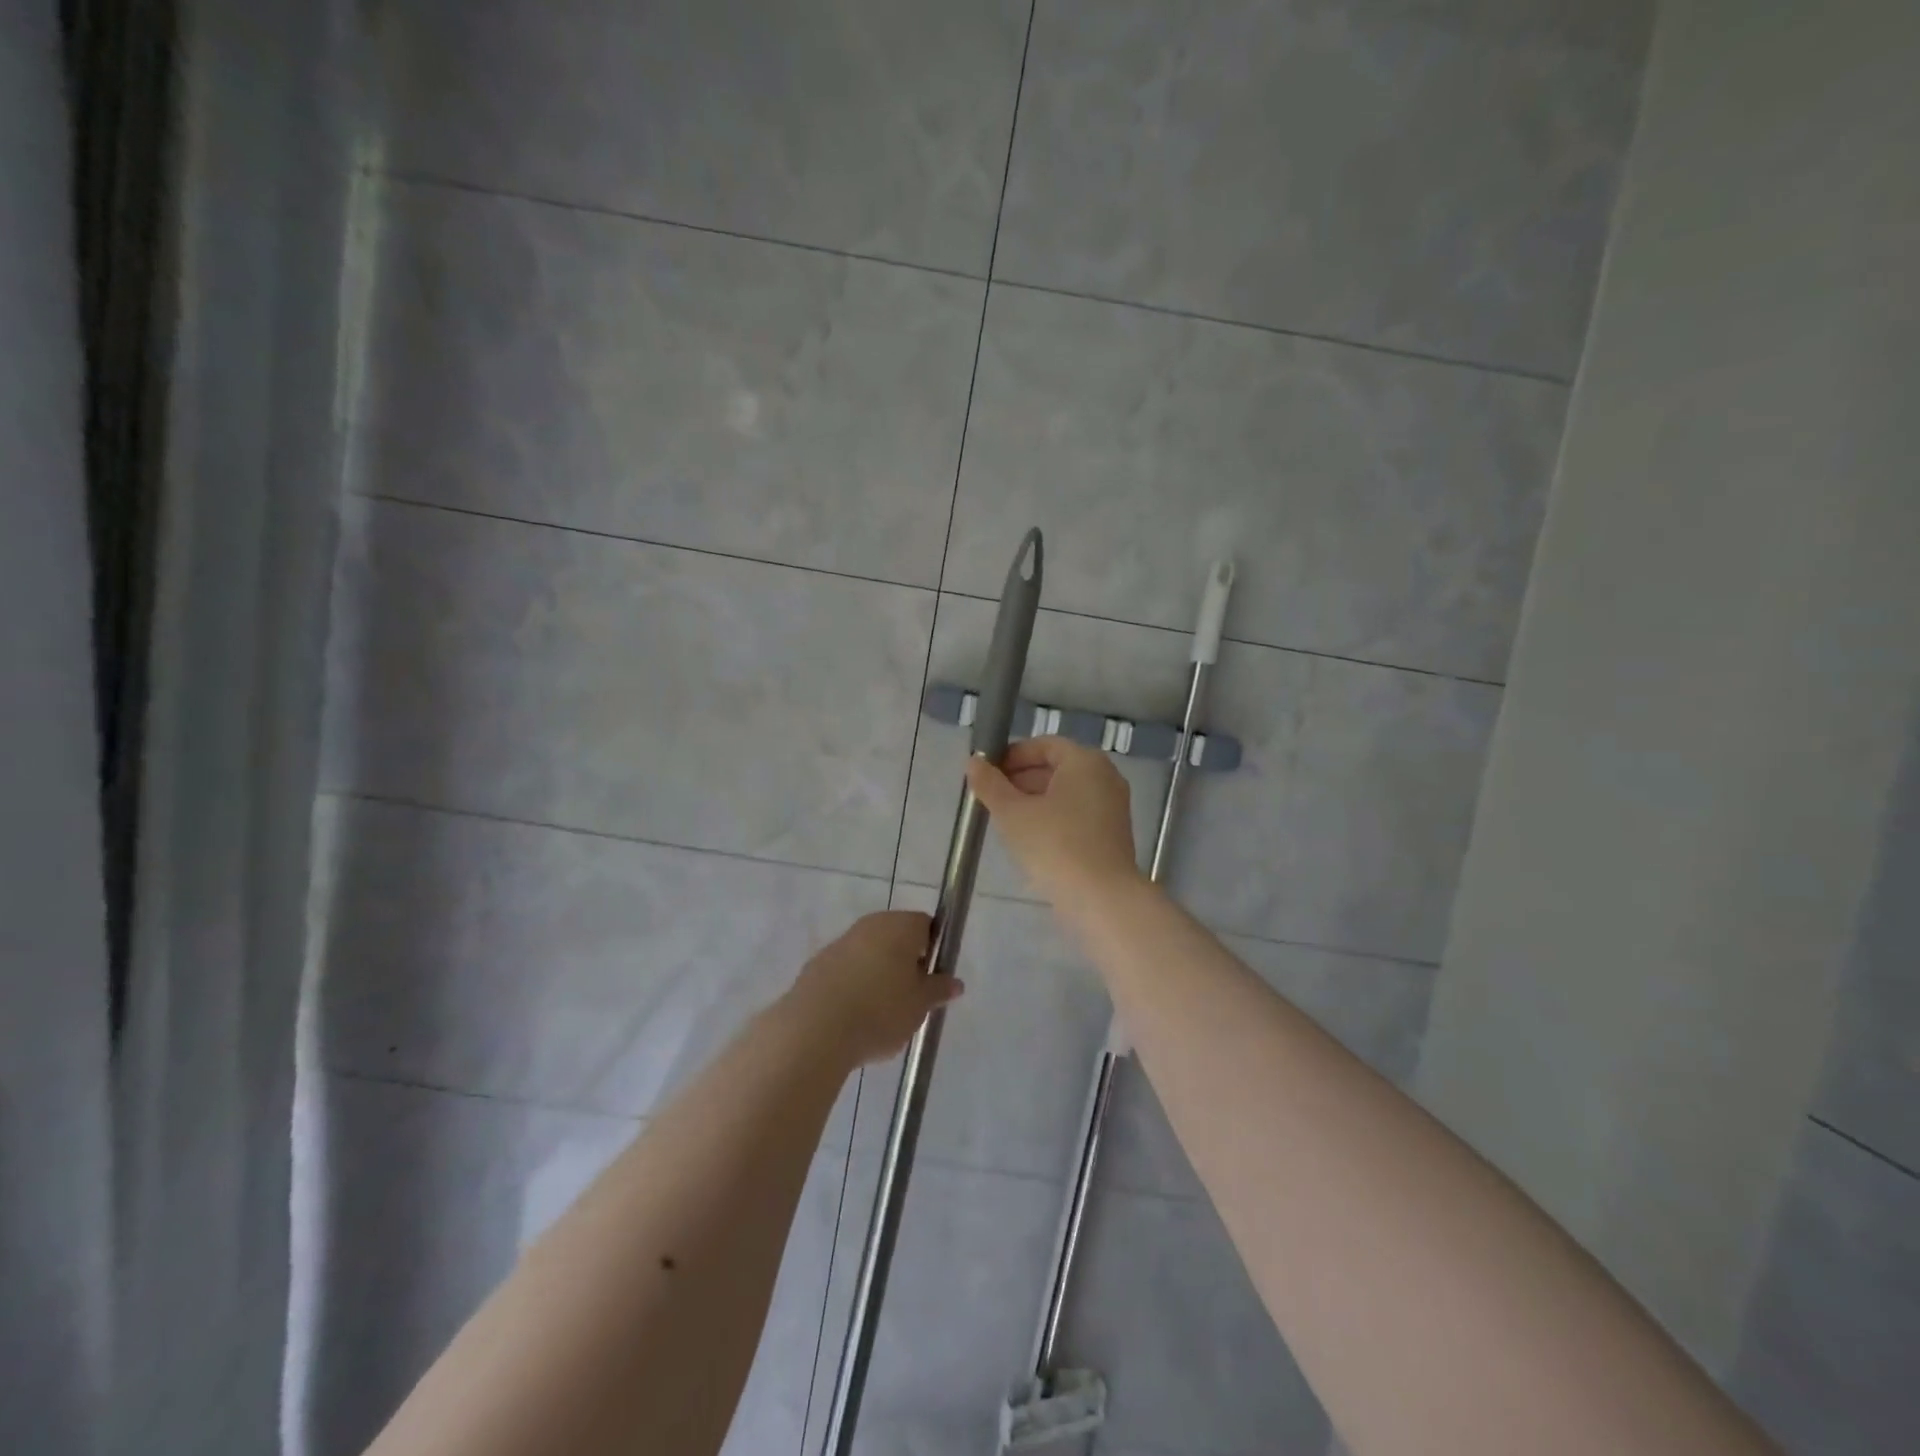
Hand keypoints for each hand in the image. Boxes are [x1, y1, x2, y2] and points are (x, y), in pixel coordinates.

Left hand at [787, 911, 962, 1066]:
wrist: (815, 1028)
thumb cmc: (880, 1010)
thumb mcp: (920, 1005)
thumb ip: (939, 990)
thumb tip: (955, 982)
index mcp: (901, 926)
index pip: (926, 925)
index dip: (933, 950)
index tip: (931, 978)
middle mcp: (870, 925)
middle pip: (896, 937)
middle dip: (905, 964)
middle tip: (909, 999)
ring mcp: (840, 942)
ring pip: (869, 954)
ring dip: (878, 975)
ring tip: (880, 1014)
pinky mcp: (817, 964)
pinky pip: (846, 970)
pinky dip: (853, 986)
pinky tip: (853, 1017)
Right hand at [966, 736, 1143, 905]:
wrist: (1101, 899)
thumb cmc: (1055, 846)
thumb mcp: (1012, 813)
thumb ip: (990, 784)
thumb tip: (973, 762)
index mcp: (1085, 761)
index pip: (1044, 745)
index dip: (1013, 755)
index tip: (988, 773)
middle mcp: (1105, 776)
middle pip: (1057, 767)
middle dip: (1021, 779)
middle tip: (991, 797)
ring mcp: (1112, 806)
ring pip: (1066, 793)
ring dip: (1035, 800)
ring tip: (1005, 819)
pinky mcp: (1112, 834)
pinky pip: (1077, 814)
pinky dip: (1053, 817)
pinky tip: (1030, 839)